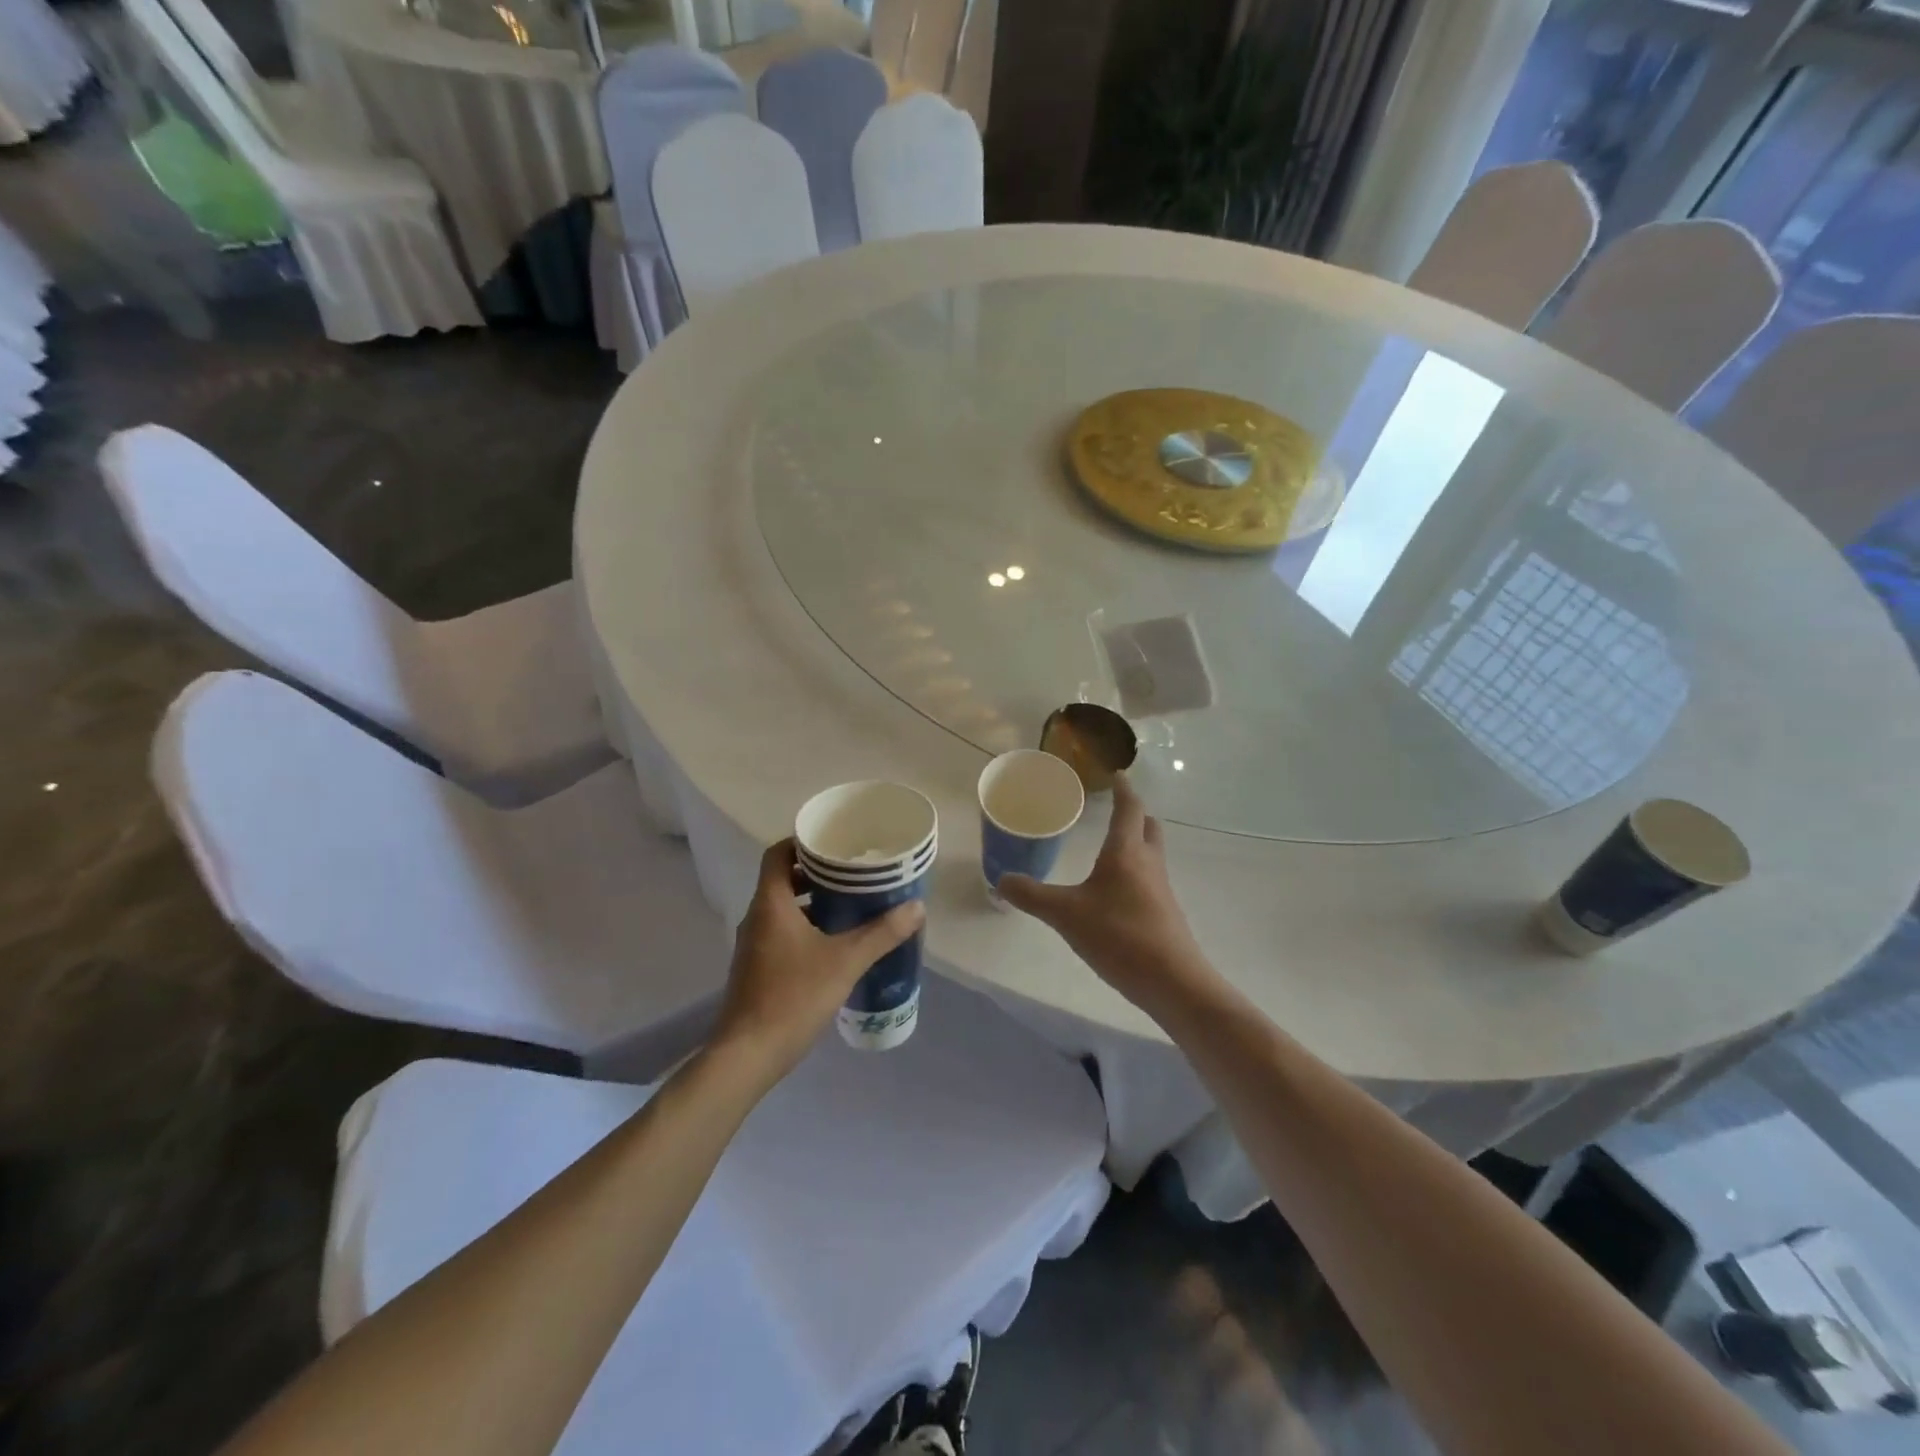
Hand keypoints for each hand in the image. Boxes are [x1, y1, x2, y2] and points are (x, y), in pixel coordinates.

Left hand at [712, 840, 924, 1081]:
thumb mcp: (845, 962)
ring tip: (851, 906)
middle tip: (854, 874)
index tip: (835, 843)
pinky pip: (782, 933)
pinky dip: (806, 927)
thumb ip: (882, 933)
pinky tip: (835, 944)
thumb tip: (917, 907)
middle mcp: (757, 917)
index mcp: (771, 904)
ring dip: (813, 902)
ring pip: (783, 908)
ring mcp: (754, 945)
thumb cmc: (793, 997)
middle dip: (817, 873)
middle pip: (783, 879)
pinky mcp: (757, 969)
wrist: (749, 1055)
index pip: (778, 854)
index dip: (803, 842)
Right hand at [998, 774, 1209, 1011]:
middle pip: (1148, 827)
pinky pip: (1150, 880)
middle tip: (1115, 809)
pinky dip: (1135, 873)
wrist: (1172, 981)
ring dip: (1136, 843)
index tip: (1117, 774)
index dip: (1123, 789)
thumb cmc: (1119, 935)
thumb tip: (1001, 880)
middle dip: (1134, 814)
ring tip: (1111, 848)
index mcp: (1126, 852)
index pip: (1129, 808)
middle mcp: (1148, 863)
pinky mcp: (1165, 913)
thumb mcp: (1065, 914)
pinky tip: (1116, 892)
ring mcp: (1161, 889)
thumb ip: (1032, 896)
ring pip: (1151, 854)